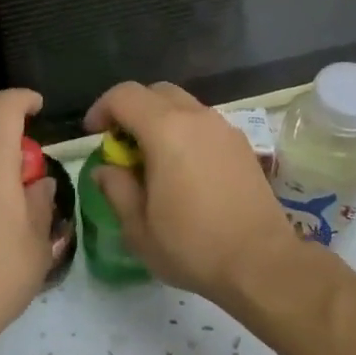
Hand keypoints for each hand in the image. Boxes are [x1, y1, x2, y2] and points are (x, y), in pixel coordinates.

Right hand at [84, 82, 298, 304]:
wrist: (262, 262)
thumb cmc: (193, 246)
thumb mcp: (139, 228)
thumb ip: (116, 189)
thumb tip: (106, 169)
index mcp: (166, 130)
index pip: (124, 95)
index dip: (101, 109)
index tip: (93, 135)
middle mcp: (197, 118)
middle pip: (156, 92)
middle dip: (131, 110)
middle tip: (121, 145)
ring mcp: (224, 128)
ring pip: (183, 105)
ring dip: (160, 121)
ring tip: (152, 160)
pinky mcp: (242, 145)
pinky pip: (204, 124)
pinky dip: (185, 132)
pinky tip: (184, 170)